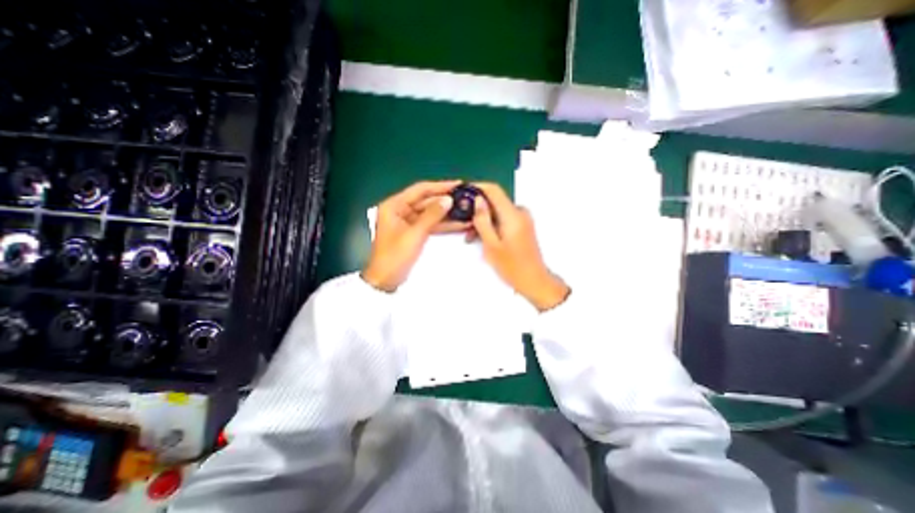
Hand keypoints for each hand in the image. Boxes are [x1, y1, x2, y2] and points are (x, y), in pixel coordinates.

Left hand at [360, 179, 466, 291]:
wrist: (386, 280)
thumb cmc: (395, 256)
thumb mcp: (415, 234)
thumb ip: (432, 215)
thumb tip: (448, 200)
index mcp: (394, 205)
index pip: (420, 190)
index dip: (440, 186)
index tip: (458, 184)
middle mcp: (400, 210)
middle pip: (427, 201)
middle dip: (446, 201)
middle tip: (466, 198)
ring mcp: (408, 222)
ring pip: (431, 213)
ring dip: (447, 214)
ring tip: (467, 210)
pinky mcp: (414, 232)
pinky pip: (430, 224)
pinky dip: (443, 225)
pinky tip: (459, 224)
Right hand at [468, 183, 569, 309]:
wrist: (534, 281)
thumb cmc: (512, 267)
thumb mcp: (491, 245)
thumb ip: (483, 221)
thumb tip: (477, 200)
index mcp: (513, 215)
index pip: (494, 190)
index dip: (477, 187)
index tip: (462, 192)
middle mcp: (520, 212)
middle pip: (495, 201)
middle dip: (477, 209)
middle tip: (462, 222)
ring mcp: (523, 219)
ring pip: (498, 211)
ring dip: (483, 219)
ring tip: (471, 236)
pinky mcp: (523, 226)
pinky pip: (504, 218)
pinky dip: (492, 225)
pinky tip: (483, 238)